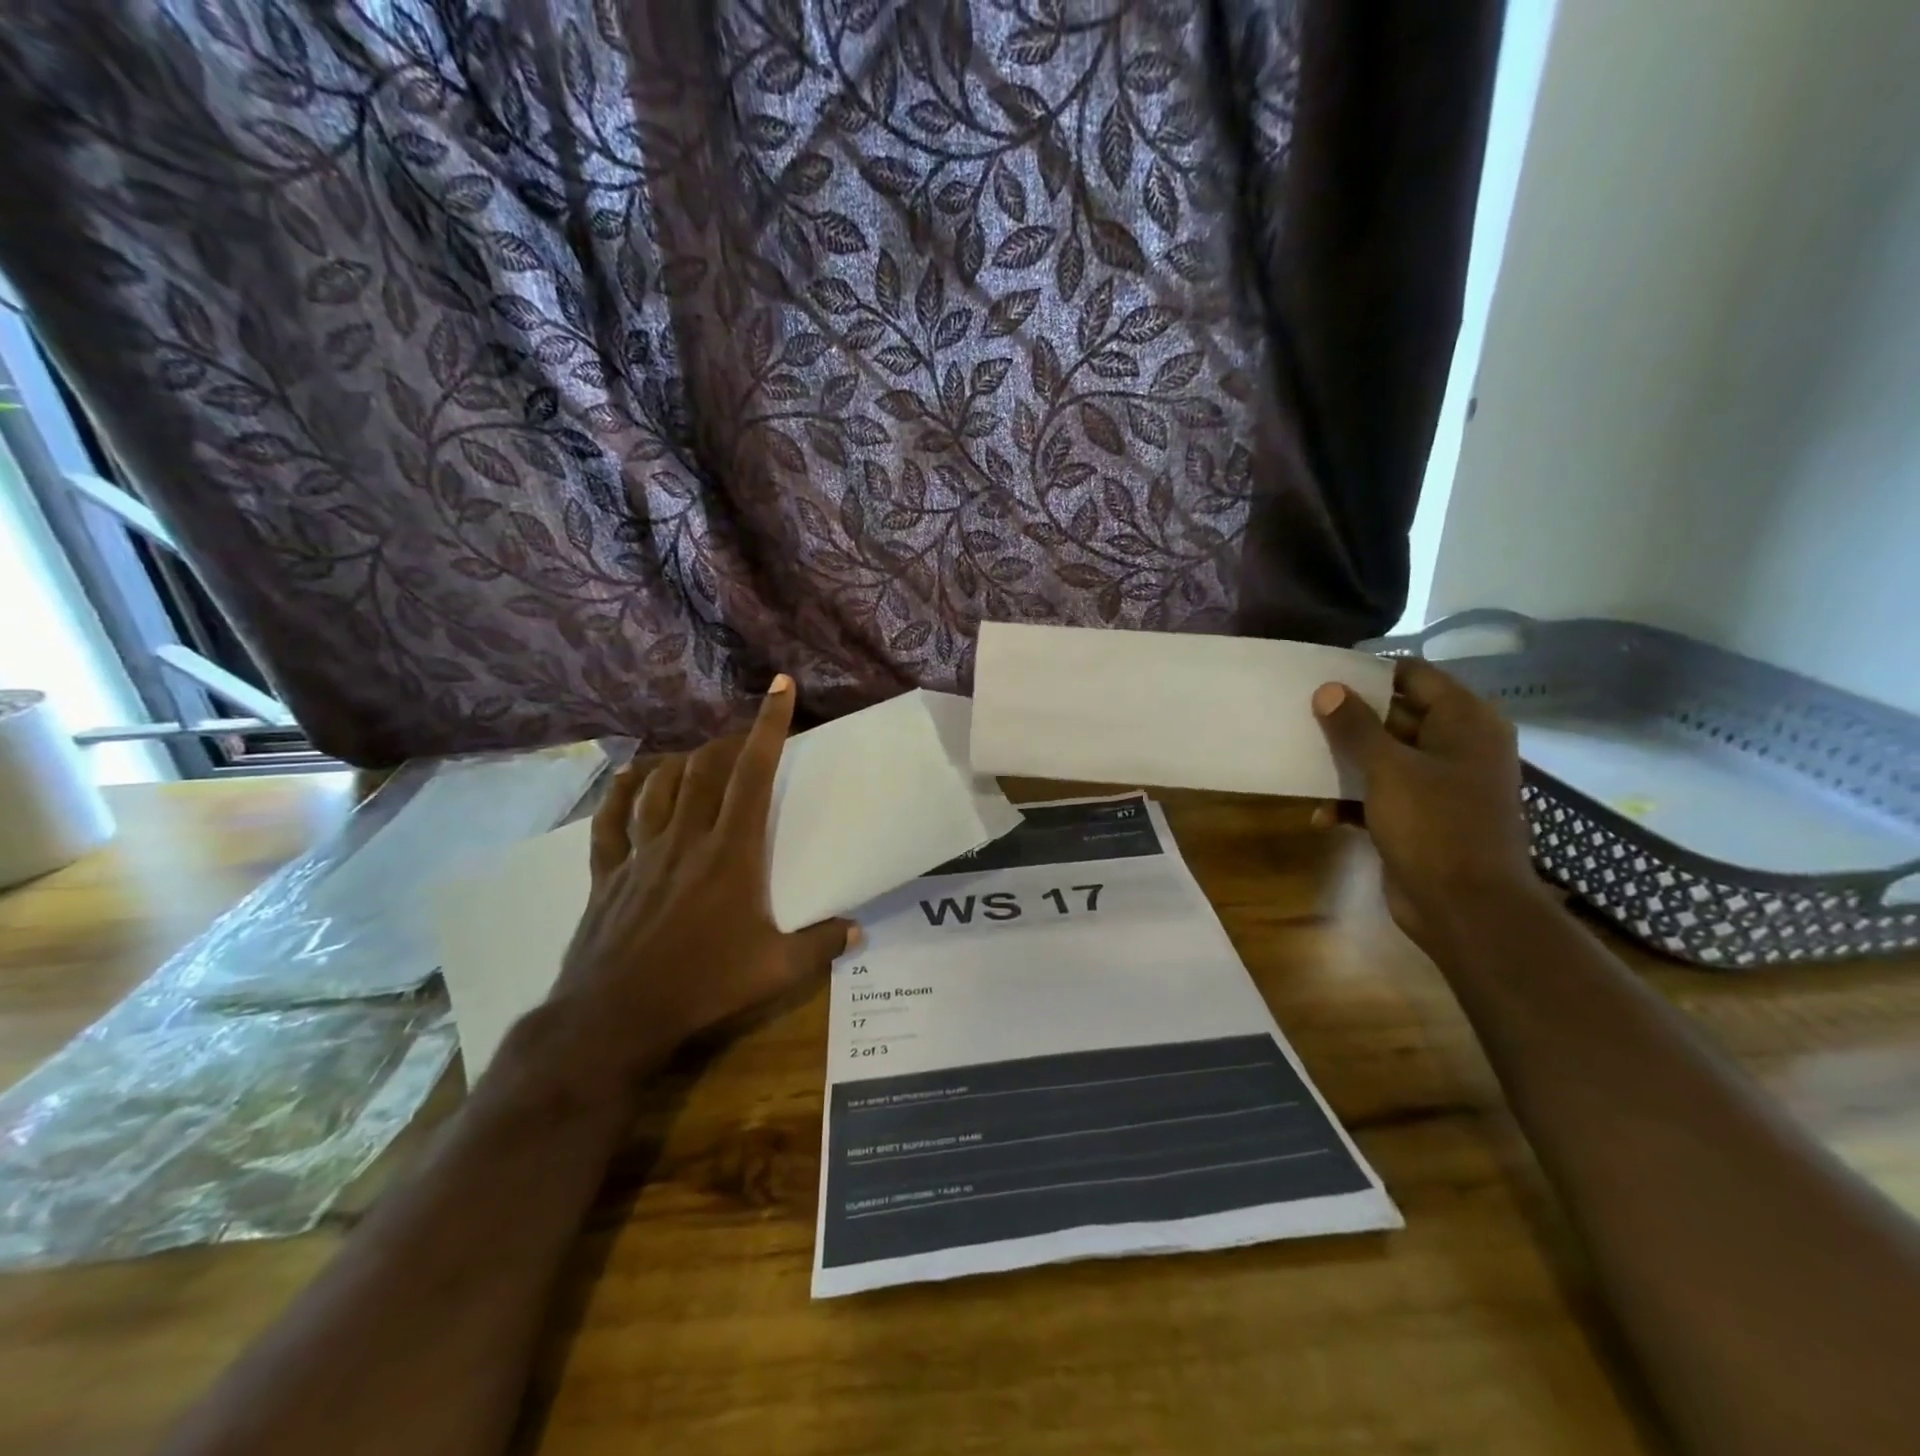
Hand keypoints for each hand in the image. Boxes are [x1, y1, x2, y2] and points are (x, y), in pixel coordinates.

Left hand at [550, 674, 856, 1083]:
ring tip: (699, 759)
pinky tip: (632, 778)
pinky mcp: (607, 873)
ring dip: (683, 762)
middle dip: (728, 742)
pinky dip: (623, 792)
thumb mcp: (776, 971)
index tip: (779, 687)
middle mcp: (685, 837)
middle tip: (744, 741)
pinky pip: (611, 819)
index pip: (753, 773)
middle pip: (705, 768)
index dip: (768, 725)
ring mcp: (640, 852)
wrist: (615, 1018)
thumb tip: (858, 931)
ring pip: (660, 785)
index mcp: (731, 851)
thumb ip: (821, 945)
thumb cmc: (703, 987)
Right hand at [1311, 659, 1540, 953]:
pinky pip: (1380, 796)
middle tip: (1301, 712)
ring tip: (1302, 758)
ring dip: (1346, 762)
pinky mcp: (1421, 819)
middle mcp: (1457, 747)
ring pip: (1383, 758)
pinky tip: (1322, 816)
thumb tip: (1328, 689)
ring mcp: (1440, 785)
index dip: (1371, 673)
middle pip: (1395, 716)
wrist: (1465, 908)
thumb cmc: (1434, 826)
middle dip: (1350, 718)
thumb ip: (1355, 727)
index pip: (1415, 676)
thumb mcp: (1388, 769)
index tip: (1325, 674)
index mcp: (1464, 724)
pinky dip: (1352, 802)